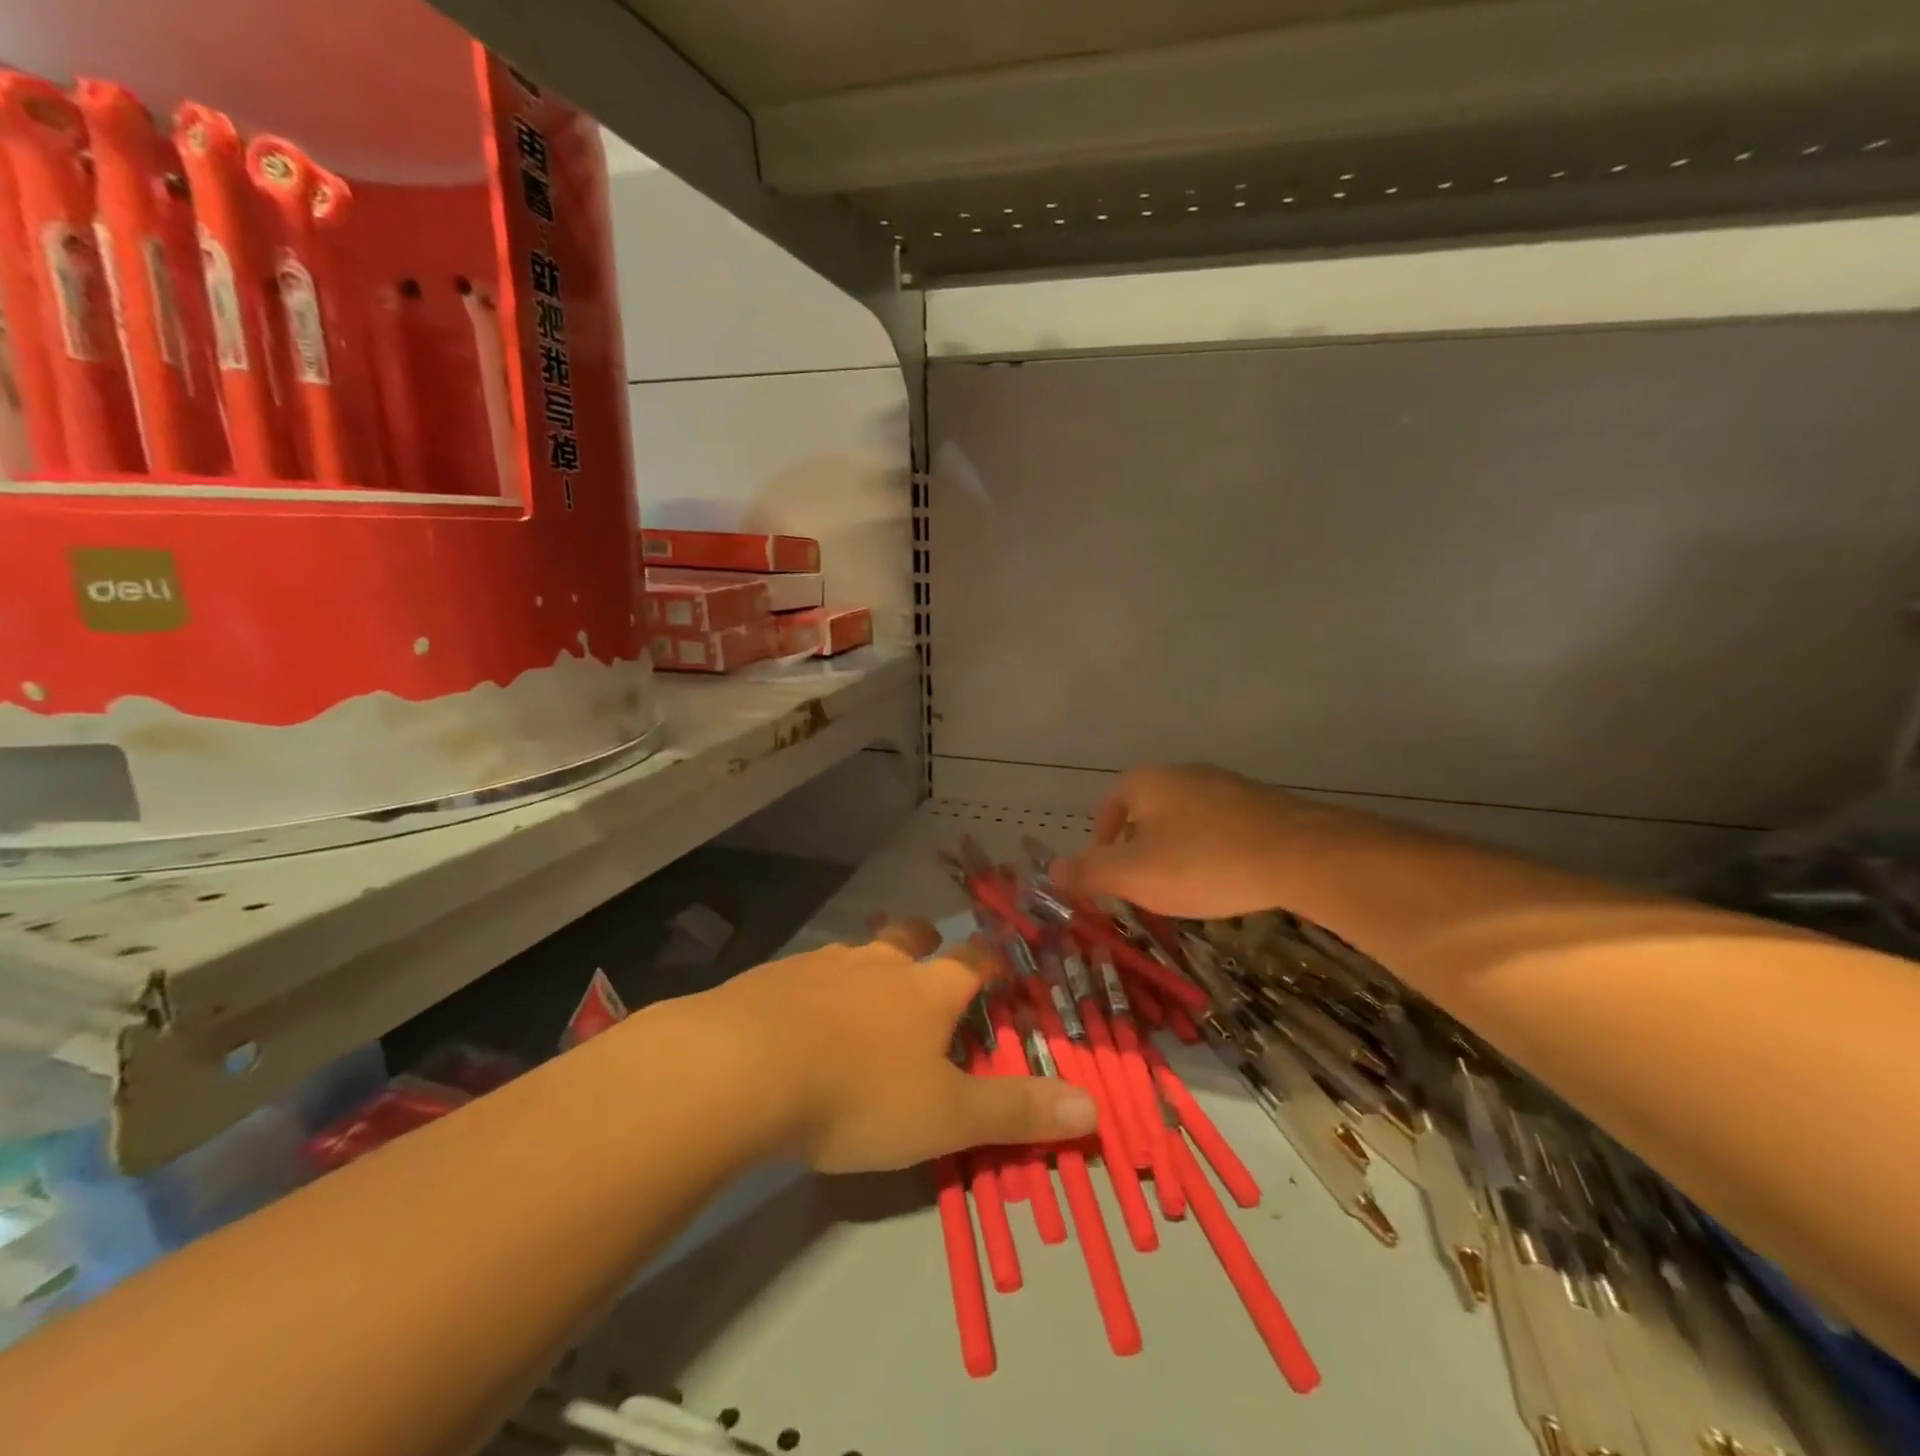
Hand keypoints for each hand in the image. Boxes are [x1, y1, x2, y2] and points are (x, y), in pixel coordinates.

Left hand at [708, 919, 1096, 1172]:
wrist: (742, 1069)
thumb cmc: (858, 1094)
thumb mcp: (945, 1116)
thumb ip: (1017, 1112)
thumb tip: (1094, 1108)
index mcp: (924, 990)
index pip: (969, 961)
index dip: (988, 961)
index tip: (997, 964)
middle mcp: (876, 964)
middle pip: (908, 937)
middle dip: (924, 942)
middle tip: (927, 956)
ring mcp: (820, 965)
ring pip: (855, 951)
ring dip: (866, 964)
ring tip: (862, 990)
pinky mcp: (771, 978)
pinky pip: (804, 973)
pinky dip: (814, 987)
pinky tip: (799, 1017)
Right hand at [1051, 763, 1319, 919]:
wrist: (1300, 855)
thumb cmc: (1202, 862)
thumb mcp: (1134, 875)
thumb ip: (1088, 871)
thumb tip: (1052, 869)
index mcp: (1147, 782)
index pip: (1110, 802)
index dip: (1102, 836)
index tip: (1107, 869)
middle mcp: (1184, 773)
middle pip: (1148, 808)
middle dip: (1139, 844)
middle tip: (1143, 882)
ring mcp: (1226, 785)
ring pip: (1185, 816)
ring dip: (1175, 847)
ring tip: (1183, 884)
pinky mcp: (1261, 804)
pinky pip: (1221, 825)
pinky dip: (1211, 848)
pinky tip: (1224, 876)